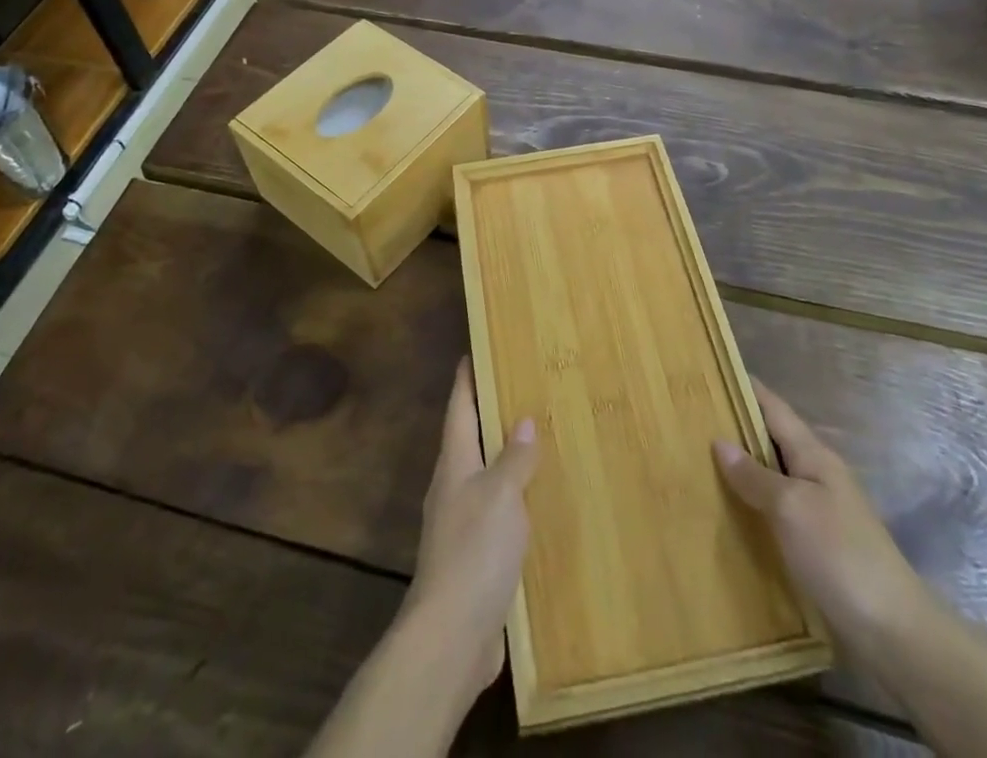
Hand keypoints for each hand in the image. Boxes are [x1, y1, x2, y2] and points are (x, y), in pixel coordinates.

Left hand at [401, 357, 539, 694]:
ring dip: (503, 458)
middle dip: (489, 414)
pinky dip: (513, 499)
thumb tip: (522, 421)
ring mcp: (461, 524)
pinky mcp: (474, 558)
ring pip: (484, 476)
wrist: (451, 636)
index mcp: (454, 464)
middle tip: (520, 390)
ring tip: (535, 441)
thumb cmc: (474, 552)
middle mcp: (453, 488)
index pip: (459, 408)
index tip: (474, 351)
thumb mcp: (501, 495)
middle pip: (469, 439)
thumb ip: (514, 458)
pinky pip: (496, 513)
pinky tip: (535, 504)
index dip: (466, 379)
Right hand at [714, 380, 921, 643]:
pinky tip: (730, 513)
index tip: (711, 372)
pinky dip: (754, 503)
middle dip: (737, 427)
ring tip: (700, 462)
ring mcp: (821, 511)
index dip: (745, 388)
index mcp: (814, 455)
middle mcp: (818, 474)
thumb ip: (754, 475)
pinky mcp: (819, 545)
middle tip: (692, 419)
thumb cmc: (840, 555)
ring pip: (774, 476)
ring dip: (743, 467)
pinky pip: (778, 510)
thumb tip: (720, 441)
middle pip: (772, 439)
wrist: (894, 633)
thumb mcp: (791, 508)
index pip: (774, 408)